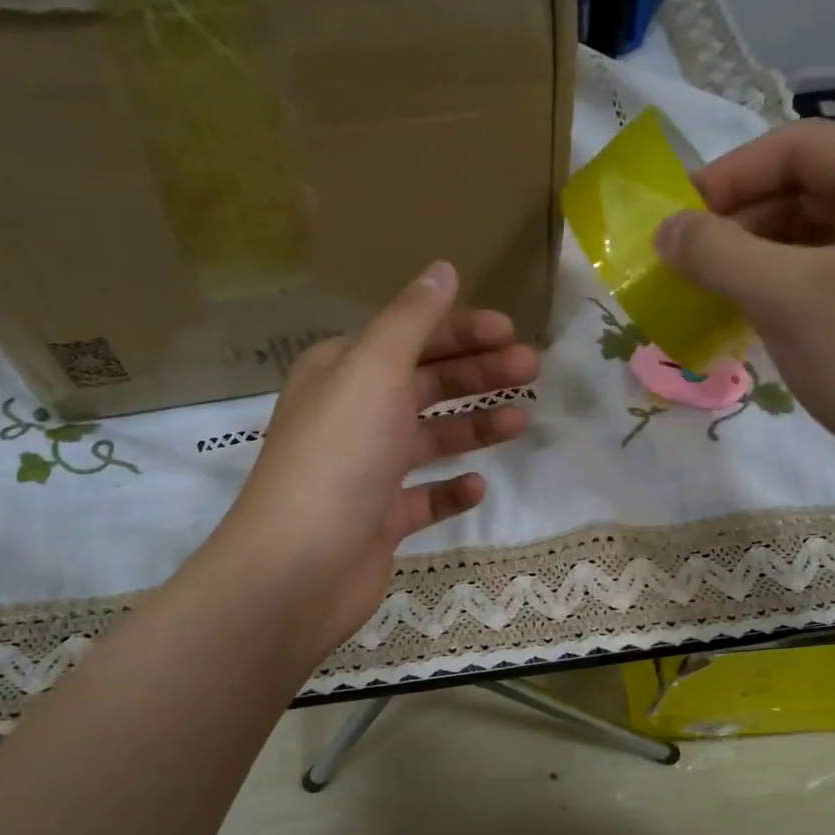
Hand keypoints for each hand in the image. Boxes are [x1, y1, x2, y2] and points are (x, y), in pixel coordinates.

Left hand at [212, 262, 539, 658]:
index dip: (460, 330)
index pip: (409, 338)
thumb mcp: (375, 369)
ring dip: (474, 427)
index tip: (511, 332)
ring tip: (521, 421)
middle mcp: (352, 416)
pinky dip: (451, 490)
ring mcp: (366, 472)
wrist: (301, 566)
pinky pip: (424, 497)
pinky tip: (476, 486)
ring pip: (429, 439)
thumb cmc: (340, 456)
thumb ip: (412, 319)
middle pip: (424, 384)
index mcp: (342, 372)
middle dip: (477, 373)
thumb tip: (442, 269)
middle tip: (532, 369)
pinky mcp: (380, 520)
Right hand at [654, 121, 834, 483]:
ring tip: (710, 288)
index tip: (673, 217)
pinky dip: (789, 282)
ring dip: (759, 255)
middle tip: (685, 260)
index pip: (797, 147)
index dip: (726, 177)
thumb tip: (664, 228)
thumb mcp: (785, 298)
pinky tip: (753, 310)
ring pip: (819, 232)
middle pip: (808, 187)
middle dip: (741, 221)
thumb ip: (717, 253)